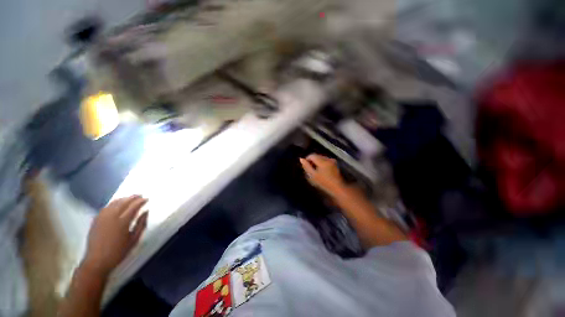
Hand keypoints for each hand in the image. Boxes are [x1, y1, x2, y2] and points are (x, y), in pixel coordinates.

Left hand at [82, 195, 148, 275]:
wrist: (97, 261)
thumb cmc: (118, 252)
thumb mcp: (134, 240)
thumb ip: (141, 224)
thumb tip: (146, 212)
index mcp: (122, 222)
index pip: (133, 207)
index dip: (141, 201)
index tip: (147, 199)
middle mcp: (111, 217)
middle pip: (123, 203)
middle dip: (132, 198)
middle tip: (140, 195)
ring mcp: (102, 218)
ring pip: (113, 204)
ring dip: (123, 199)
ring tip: (129, 198)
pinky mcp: (95, 220)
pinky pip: (105, 208)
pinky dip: (113, 204)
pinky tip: (116, 204)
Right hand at [300, 154, 345, 196]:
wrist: (337, 188)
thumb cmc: (324, 183)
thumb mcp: (313, 175)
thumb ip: (306, 166)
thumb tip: (301, 159)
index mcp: (322, 161)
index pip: (312, 155)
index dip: (307, 159)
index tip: (305, 166)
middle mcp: (328, 158)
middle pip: (317, 156)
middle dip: (312, 161)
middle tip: (310, 169)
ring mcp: (332, 161)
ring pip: (321, 158)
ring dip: (317, 162)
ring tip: (315, 171)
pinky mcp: (334, 164)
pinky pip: (325, 161)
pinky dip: (321, 164)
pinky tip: (321, 171)